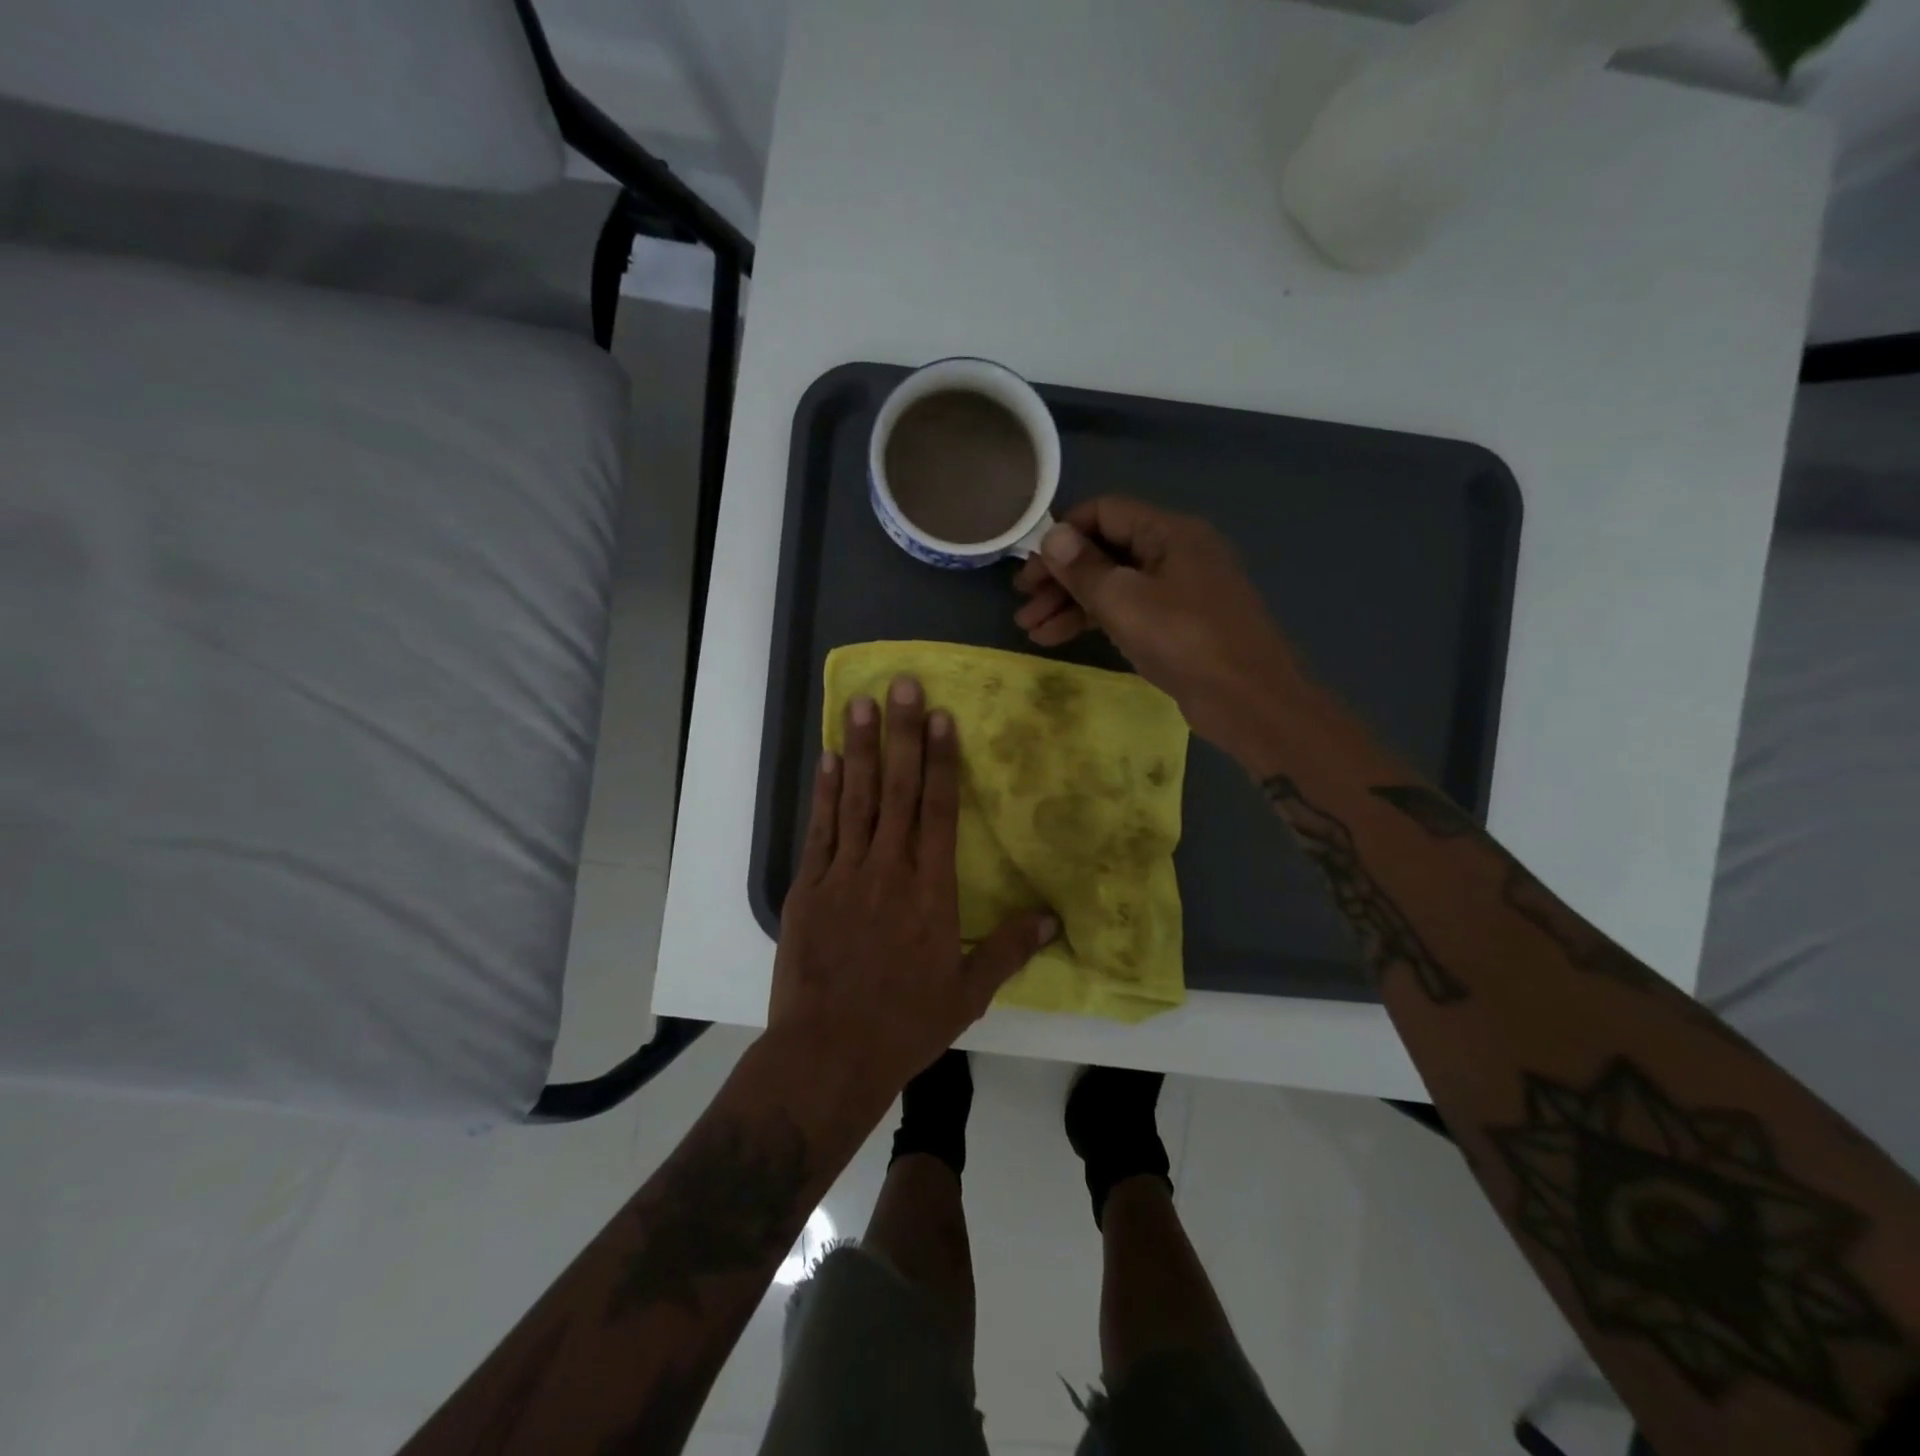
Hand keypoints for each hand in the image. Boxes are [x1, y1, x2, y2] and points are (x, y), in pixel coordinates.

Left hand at [770, 676, 1057, 1100]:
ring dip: (860, 749)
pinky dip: (826, 793)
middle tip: (900, 684)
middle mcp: (889, 870)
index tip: (940, 716)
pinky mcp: (808, 889)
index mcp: (931, 891)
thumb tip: (1052, 919)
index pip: (940, 811)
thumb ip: (1009, 949)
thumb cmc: (904, 1024)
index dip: (942, 760)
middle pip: (899, 791)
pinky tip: (830, 760)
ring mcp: (844, 875)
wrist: (828, 1054)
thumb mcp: (968, 993)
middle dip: (902, 734)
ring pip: (857, 800)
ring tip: (860, 703)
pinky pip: (821, 831)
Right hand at [1013, 497, 1303, 759]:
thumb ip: (1083, 568)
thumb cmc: (1184, 641)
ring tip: (1029, 630)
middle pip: (1105, 551)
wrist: (1248, 701)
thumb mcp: (1124, 601)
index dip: (1062, 535)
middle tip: (1022, 604)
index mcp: (1169, 532)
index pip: (1104, 512)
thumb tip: (1052, 535)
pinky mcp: (1176, 624)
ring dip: (1069, 604)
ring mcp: (1177, 590)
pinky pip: (1127, 610)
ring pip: (1113, 585)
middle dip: (1060, 577)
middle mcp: (1174, 552)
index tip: (1030, 568)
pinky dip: (1093, 621)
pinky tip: (1057, 639)